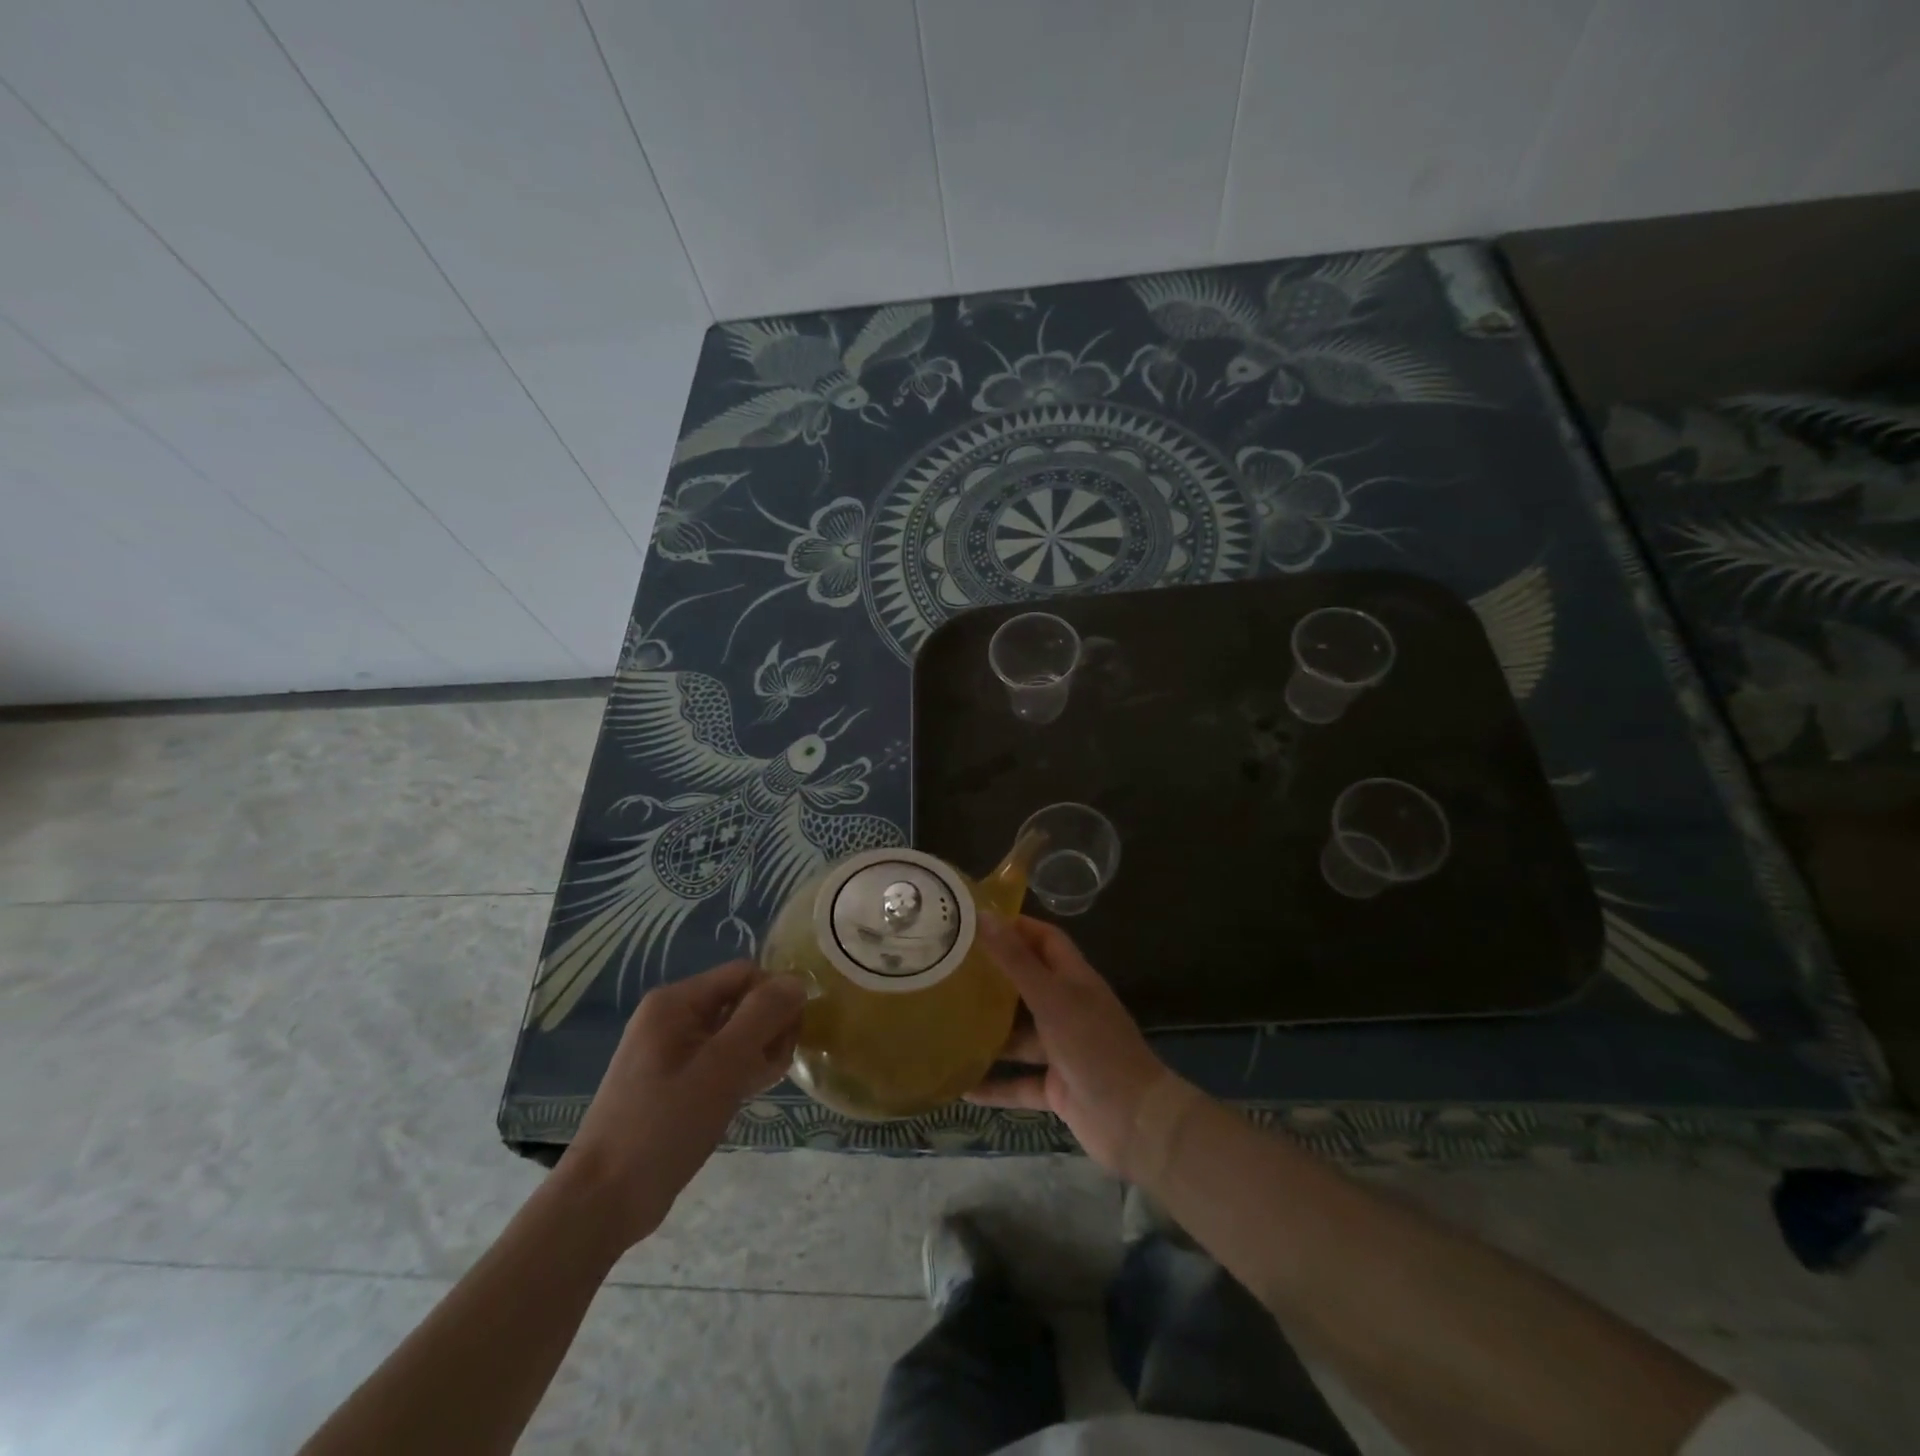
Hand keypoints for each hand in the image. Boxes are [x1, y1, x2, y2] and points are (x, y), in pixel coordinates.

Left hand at [560, 961, 804, 1249]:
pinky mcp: (676, 1081)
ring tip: (761, 1085)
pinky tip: (748, 1094)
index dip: (775, 996)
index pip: (745, 974)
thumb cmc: (664, 1125)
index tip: (792, 1035)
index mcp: (677, 1002)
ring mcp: (673, 1050)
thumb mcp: (722, 1066)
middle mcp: (674, 1016)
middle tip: (775, 1066)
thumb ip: (763, 1016)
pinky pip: (721, 1060)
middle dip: (768, 1028)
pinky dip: (740, 1071)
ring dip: (758, 1053)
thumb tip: (798, 981)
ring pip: (736, 1033)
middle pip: (741, 1001)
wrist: (604, 1200)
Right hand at [967, 915, 1171, 1174]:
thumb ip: (1016, 960)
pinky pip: (1019, 1083)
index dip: (1016, 927)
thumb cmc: (1093, 1047)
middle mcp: (1069, 1010)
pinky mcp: (1057, 1088)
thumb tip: (984, 915)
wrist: (1135, 1122)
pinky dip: (994, 1085)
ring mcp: (1063, 1050)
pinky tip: (961, 1087)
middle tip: (951, 970)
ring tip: (947, 1024)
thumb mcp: (1051, 999)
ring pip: (1020, 1036)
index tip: (976, 923)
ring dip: (990, 1033)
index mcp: (1074, 980)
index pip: (1045, 940)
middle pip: (1028, 985)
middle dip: (994, 978)